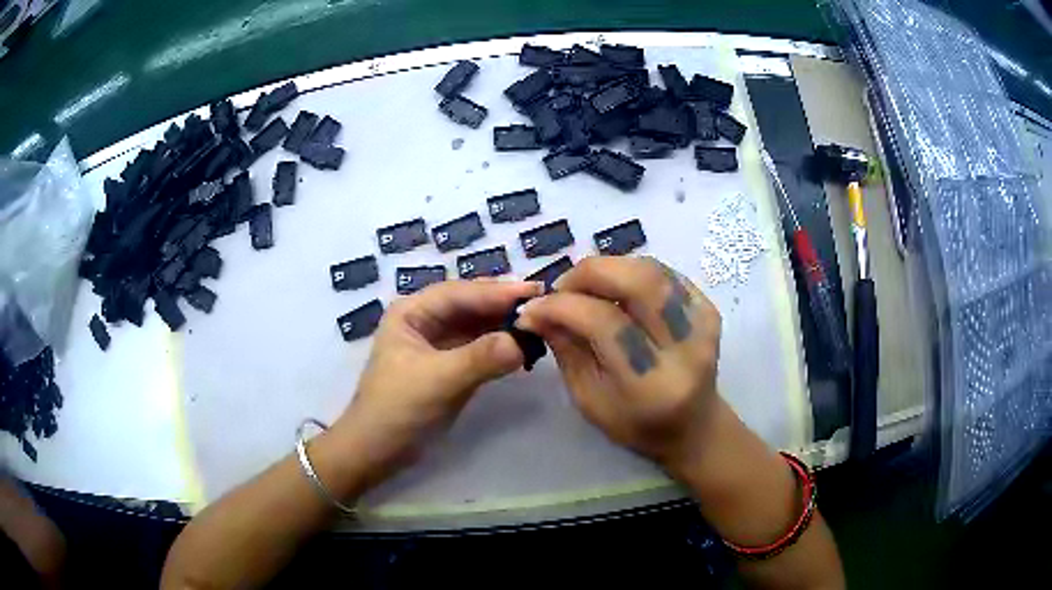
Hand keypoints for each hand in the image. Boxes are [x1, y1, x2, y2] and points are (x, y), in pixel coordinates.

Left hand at [332, 279, 542, 485]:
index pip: (459, 293)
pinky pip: (479, 347)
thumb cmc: (397, 408)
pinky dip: (500, 346)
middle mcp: (425, 320)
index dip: (496, 292)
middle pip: (470, 304)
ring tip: (539, 321)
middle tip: (544, 301)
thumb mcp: (437, 380)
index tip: (534, 292)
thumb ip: (479, 358)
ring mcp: (438, 344)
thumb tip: (522, 342)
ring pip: (476, 325)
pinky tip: (522, 346)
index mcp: (412, 312)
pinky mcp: (449, 366)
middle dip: (503, 304)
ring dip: (504, 324)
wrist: (377, 451)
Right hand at [516, 256, 721, 470]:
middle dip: (588, 273)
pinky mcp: (709, 308)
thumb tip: (535, 311)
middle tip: (561, 286)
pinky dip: (631, 270)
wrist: (695, 426)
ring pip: (651, 270)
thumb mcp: (589, 400)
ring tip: (585, 285)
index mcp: (652, 383)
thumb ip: (566, 351)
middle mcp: (685, 347)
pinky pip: (665, 273)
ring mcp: (703, 323)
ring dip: (609, 267)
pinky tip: (615, 287)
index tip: (532, 309)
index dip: (562, 306)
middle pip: (637, 282)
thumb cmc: (637, 424)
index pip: (604, 323)